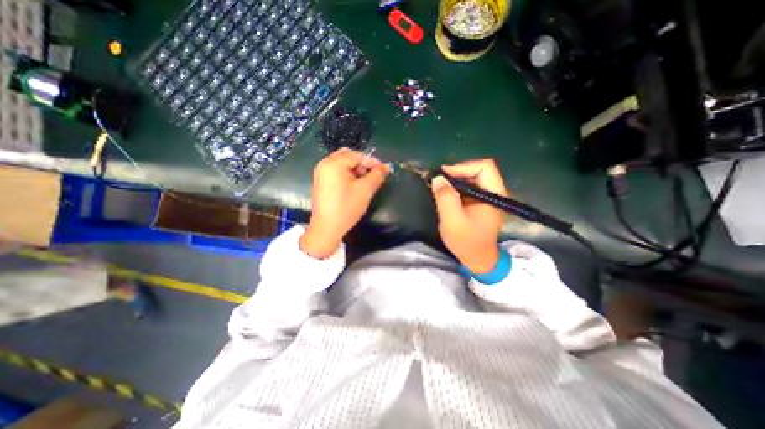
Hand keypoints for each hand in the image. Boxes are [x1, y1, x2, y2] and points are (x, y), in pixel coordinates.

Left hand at [300, 147, 388, 258]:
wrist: (327, 228)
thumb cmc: (346, 207)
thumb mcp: (365, 190)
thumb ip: (377, 176)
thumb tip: (385, 167)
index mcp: (334, 163)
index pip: (357, 156)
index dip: (373, 162)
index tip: (384, 170)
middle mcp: (324, 164)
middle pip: (348, 156)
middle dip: (362, 164)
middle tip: (373, 175)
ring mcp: (321, 173)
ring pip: (342, 164)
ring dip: (355, 169)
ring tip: (365, 181)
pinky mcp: (321, 182)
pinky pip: (336, 171)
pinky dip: (347, 174)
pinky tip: (354, 185)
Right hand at [429, 159, 506, 272]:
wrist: (477, 259)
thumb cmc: (466, 242)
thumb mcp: (453, 221)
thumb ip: (445, 198)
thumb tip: (438, 178)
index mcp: (494, 195)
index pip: (484, 167)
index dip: (463, 167)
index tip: (444, 175)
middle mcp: (494, 192)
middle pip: (478, 170)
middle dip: (457, 172)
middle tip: (439, 180)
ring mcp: (487, 197)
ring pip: (472, 177)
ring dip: (455, 179)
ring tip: (440, 186)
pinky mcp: (480, 202)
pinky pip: (469, 186)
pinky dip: (456, 187)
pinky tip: (446, 194)